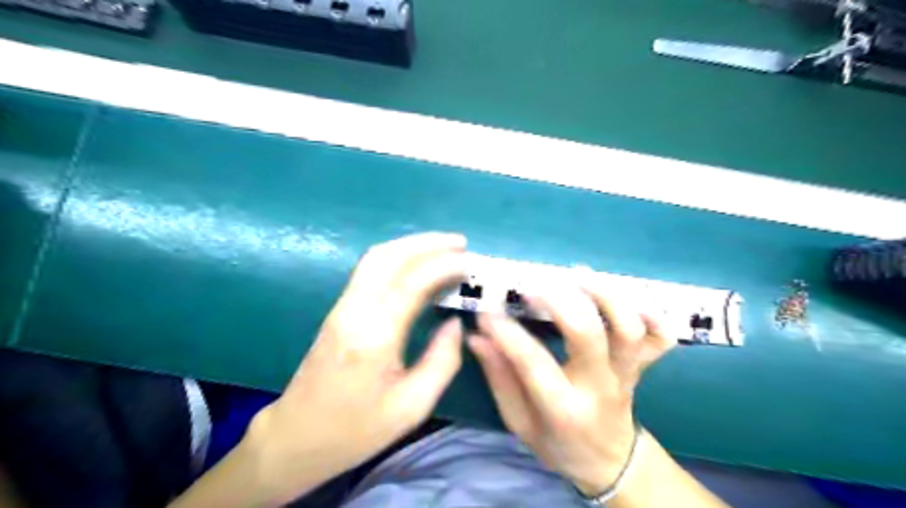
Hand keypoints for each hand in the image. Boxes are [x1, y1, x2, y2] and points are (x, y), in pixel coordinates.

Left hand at [241, 232, 467, 503]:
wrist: (296, 437)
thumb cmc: (356, 430)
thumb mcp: (411, 407)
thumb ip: (442, 361)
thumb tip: (455, 322)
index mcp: (374, 336)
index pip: (411, 282)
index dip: (444, 266)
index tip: (470, 263)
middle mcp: (354, 311)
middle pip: (389, 256)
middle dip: (428, 243)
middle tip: (461, 244)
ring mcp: (342, 306)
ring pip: (376, 257)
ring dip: (411, 245)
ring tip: (444, 247)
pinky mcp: (338, 309)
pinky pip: (369, 269)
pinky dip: (398, 257)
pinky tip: (417, 264)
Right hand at [467, 278, 670, 496]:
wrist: (609, 462)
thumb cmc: (557, 443)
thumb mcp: (519, 422)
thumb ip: (499, 378)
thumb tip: (478, 336)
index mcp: (564, 409)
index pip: (533, 363)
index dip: (507, 332)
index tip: (487, 310)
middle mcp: (600, 387)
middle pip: (588, 334)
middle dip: (558, 301)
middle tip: (532, 284)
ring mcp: (627, 374)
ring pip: (627, 328)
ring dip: (603, 294)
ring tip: (575, 274)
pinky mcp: (643, 365)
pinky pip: (660, 337)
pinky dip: (651, 312)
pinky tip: (626, 295)